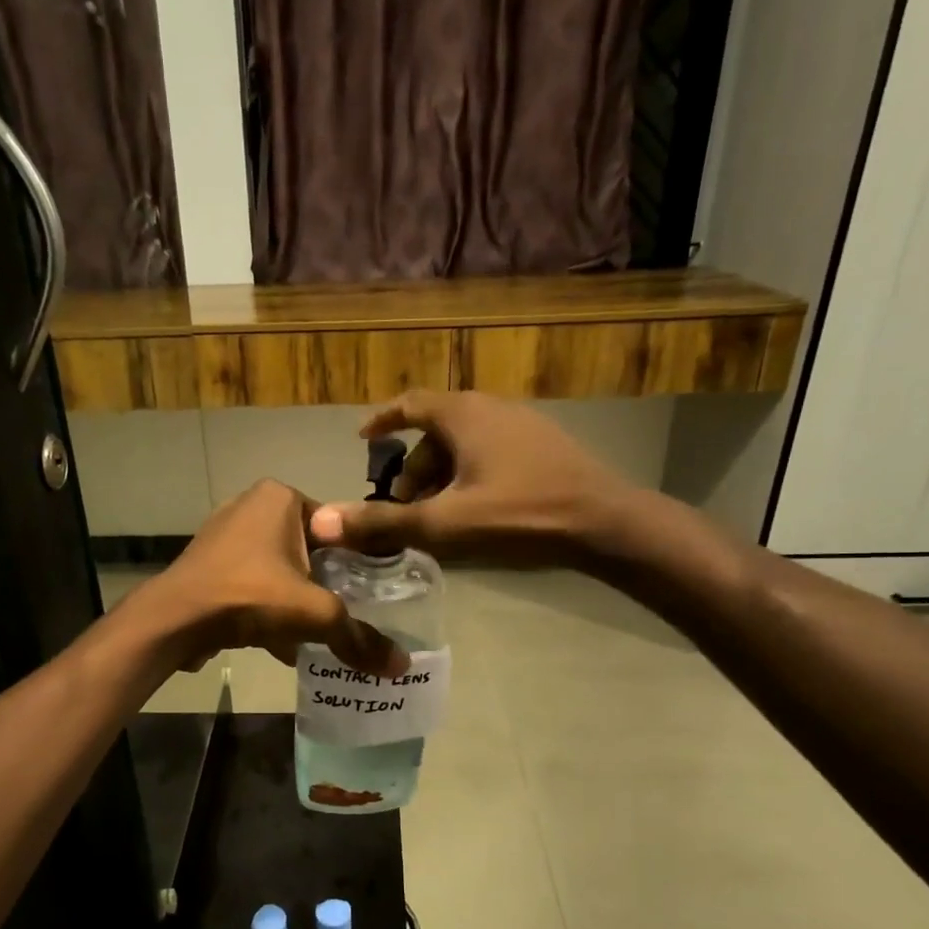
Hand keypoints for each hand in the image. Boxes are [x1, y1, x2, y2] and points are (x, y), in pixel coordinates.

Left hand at [138, 480, 406, 676]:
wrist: (174, 621)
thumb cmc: (250, 597)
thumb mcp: (315, 615)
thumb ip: (359, 638)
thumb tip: (400, 666)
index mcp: (281, 497)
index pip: (337, 526)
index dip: (358, 561)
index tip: (372, 594)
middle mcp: (251, 505)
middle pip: (308, 550)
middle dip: (325, 585)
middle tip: (347, 615)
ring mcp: (224, 534)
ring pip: (279, 569)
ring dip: (296, 601)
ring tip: (317, 634)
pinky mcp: (208, 564)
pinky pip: (252, 584)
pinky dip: (267, 609)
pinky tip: (281, 645)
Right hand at [308, 391, 630, 563]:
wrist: (607, 524)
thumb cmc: (520, 516)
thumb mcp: (444, 525)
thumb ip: (383, 523)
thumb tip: (321, 522)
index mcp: (464, 415)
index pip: (410, 404)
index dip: (383, 420)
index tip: (364, 440)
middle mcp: (492, 409)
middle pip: (437, 428)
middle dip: (413, 464)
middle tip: (402, 503)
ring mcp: (524, 425)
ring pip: (466, 443)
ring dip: (442, 474)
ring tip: (436, 514)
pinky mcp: (546, 448)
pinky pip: (491, 452)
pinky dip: (469, 474)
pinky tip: (475, 510)